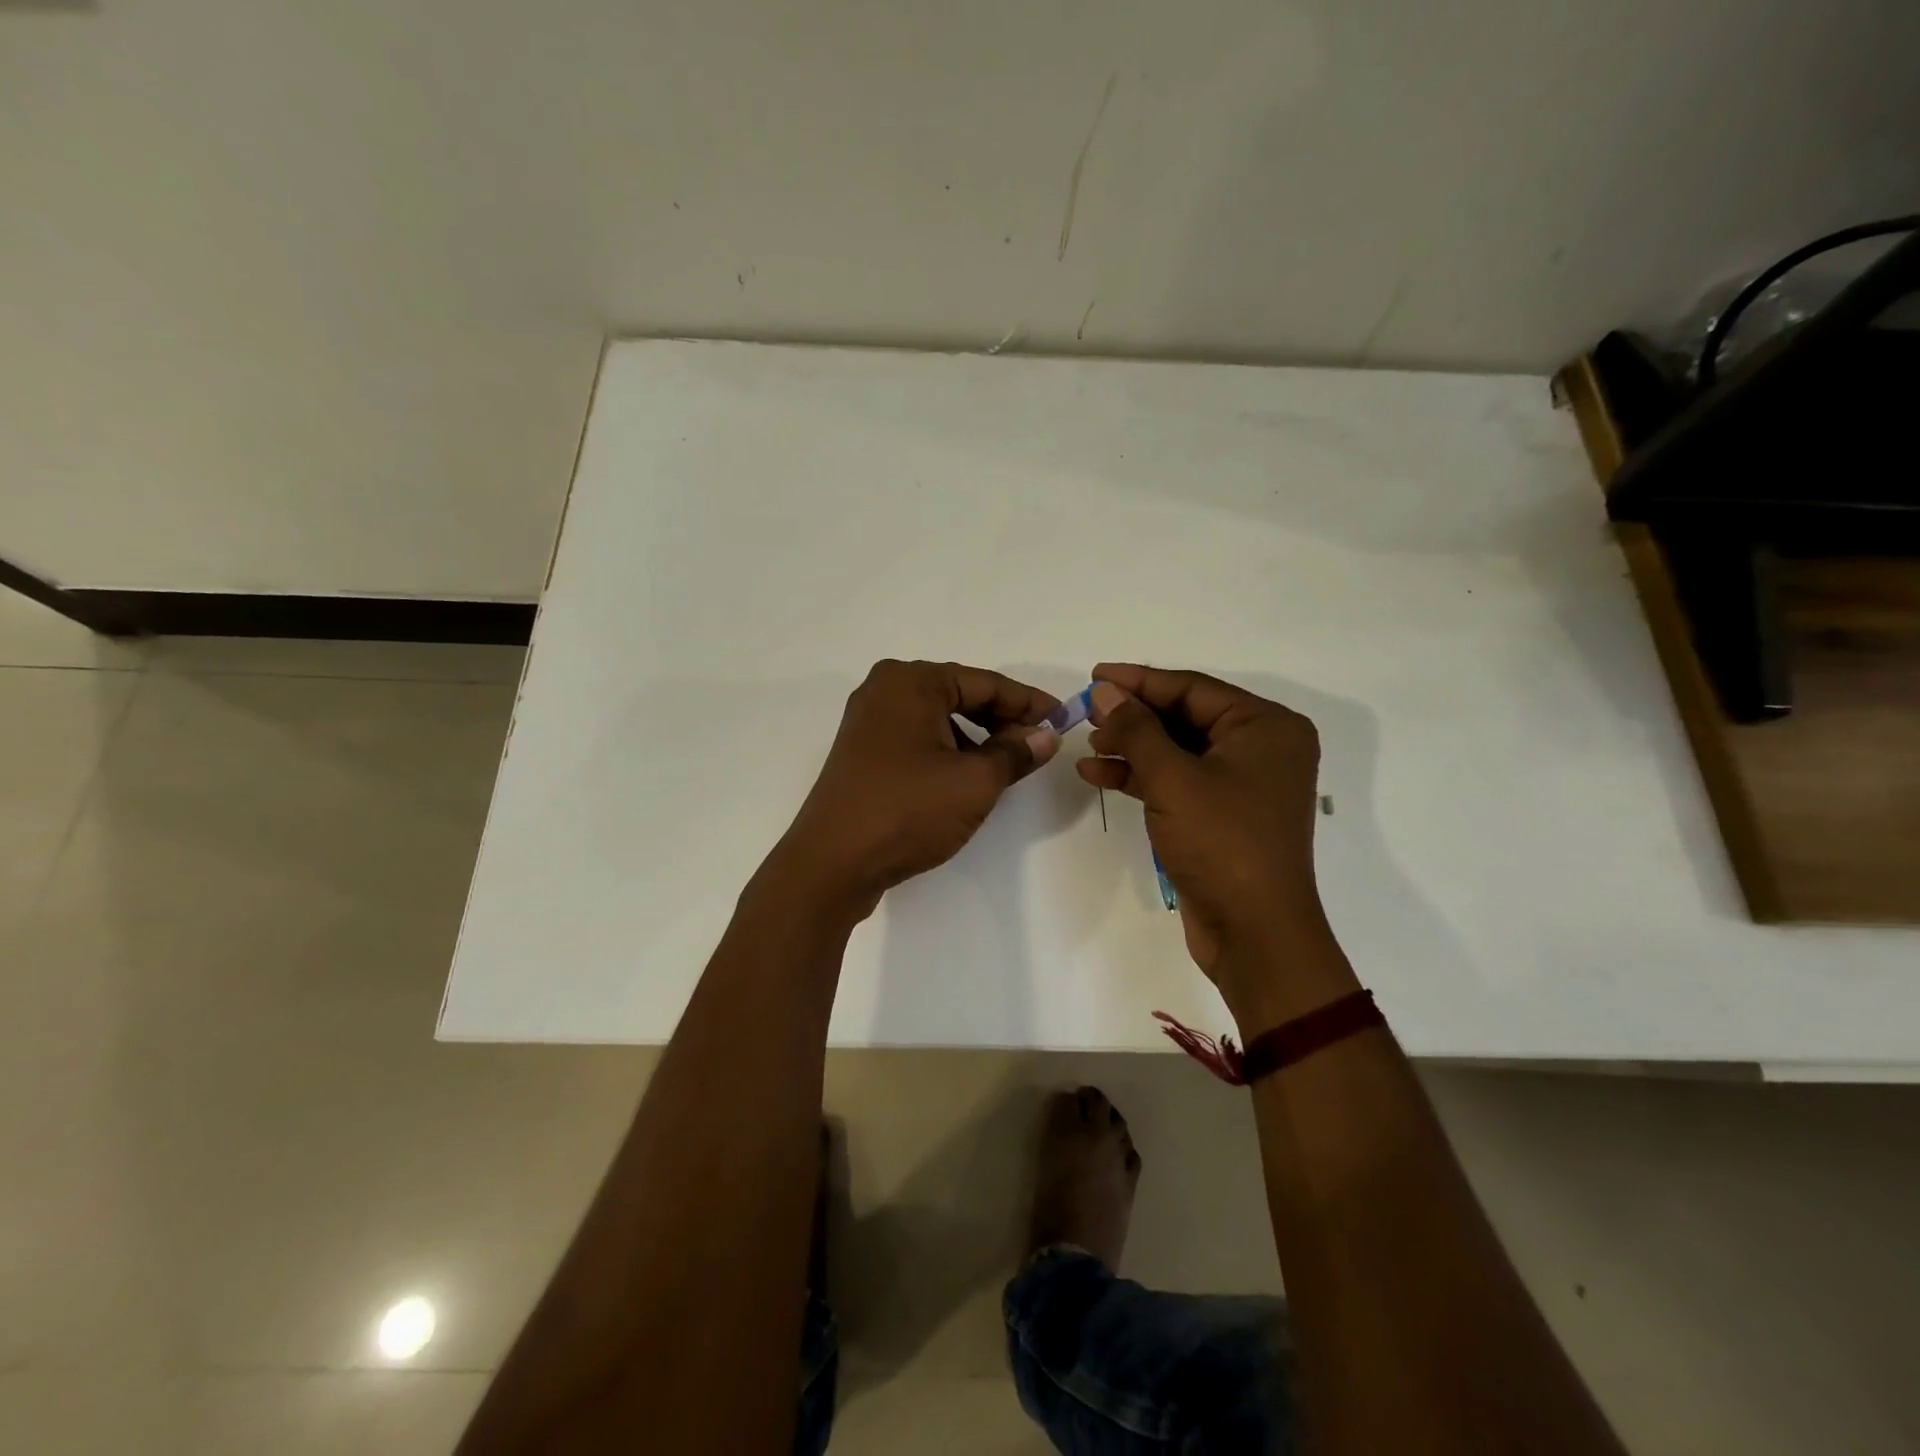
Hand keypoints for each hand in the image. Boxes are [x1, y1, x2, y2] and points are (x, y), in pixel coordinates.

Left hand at [770, 660, 1059, 918]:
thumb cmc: (907, 810)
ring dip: (976, 737)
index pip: (985, 683)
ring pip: (938, 719)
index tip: (1062, 719)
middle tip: (1039, 743)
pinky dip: (948, 751)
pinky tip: (967, 776)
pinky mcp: (862, 752)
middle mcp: (885, 690)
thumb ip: (1015, 753)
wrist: (831, 863)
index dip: (1028, 702)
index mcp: (911, 682)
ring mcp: (868, 721)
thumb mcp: (974, 782)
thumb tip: (1045, 736)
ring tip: (1007, 764)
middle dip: (1002, 719)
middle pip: (959, 695)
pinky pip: (917, 739)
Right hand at [1078, 664, 1350, 1024]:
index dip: (1140, 681)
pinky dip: (1140, 776)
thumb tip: (1107, 692)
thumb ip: (1137, 729)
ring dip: (1132, 746)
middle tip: (1087, 712)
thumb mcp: (1173, 778)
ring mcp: (1242, 783)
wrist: (1254, 932)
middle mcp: (1260, 748)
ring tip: (1088, 743)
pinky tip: (1098, 773)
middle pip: (1185, 717)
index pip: (1193, 688)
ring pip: (1177, 749)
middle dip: (1134, 716)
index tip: (1096, 676)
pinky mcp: (1222, 814)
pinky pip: (1177, 780)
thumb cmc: (1222, 842)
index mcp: (1266, 726)